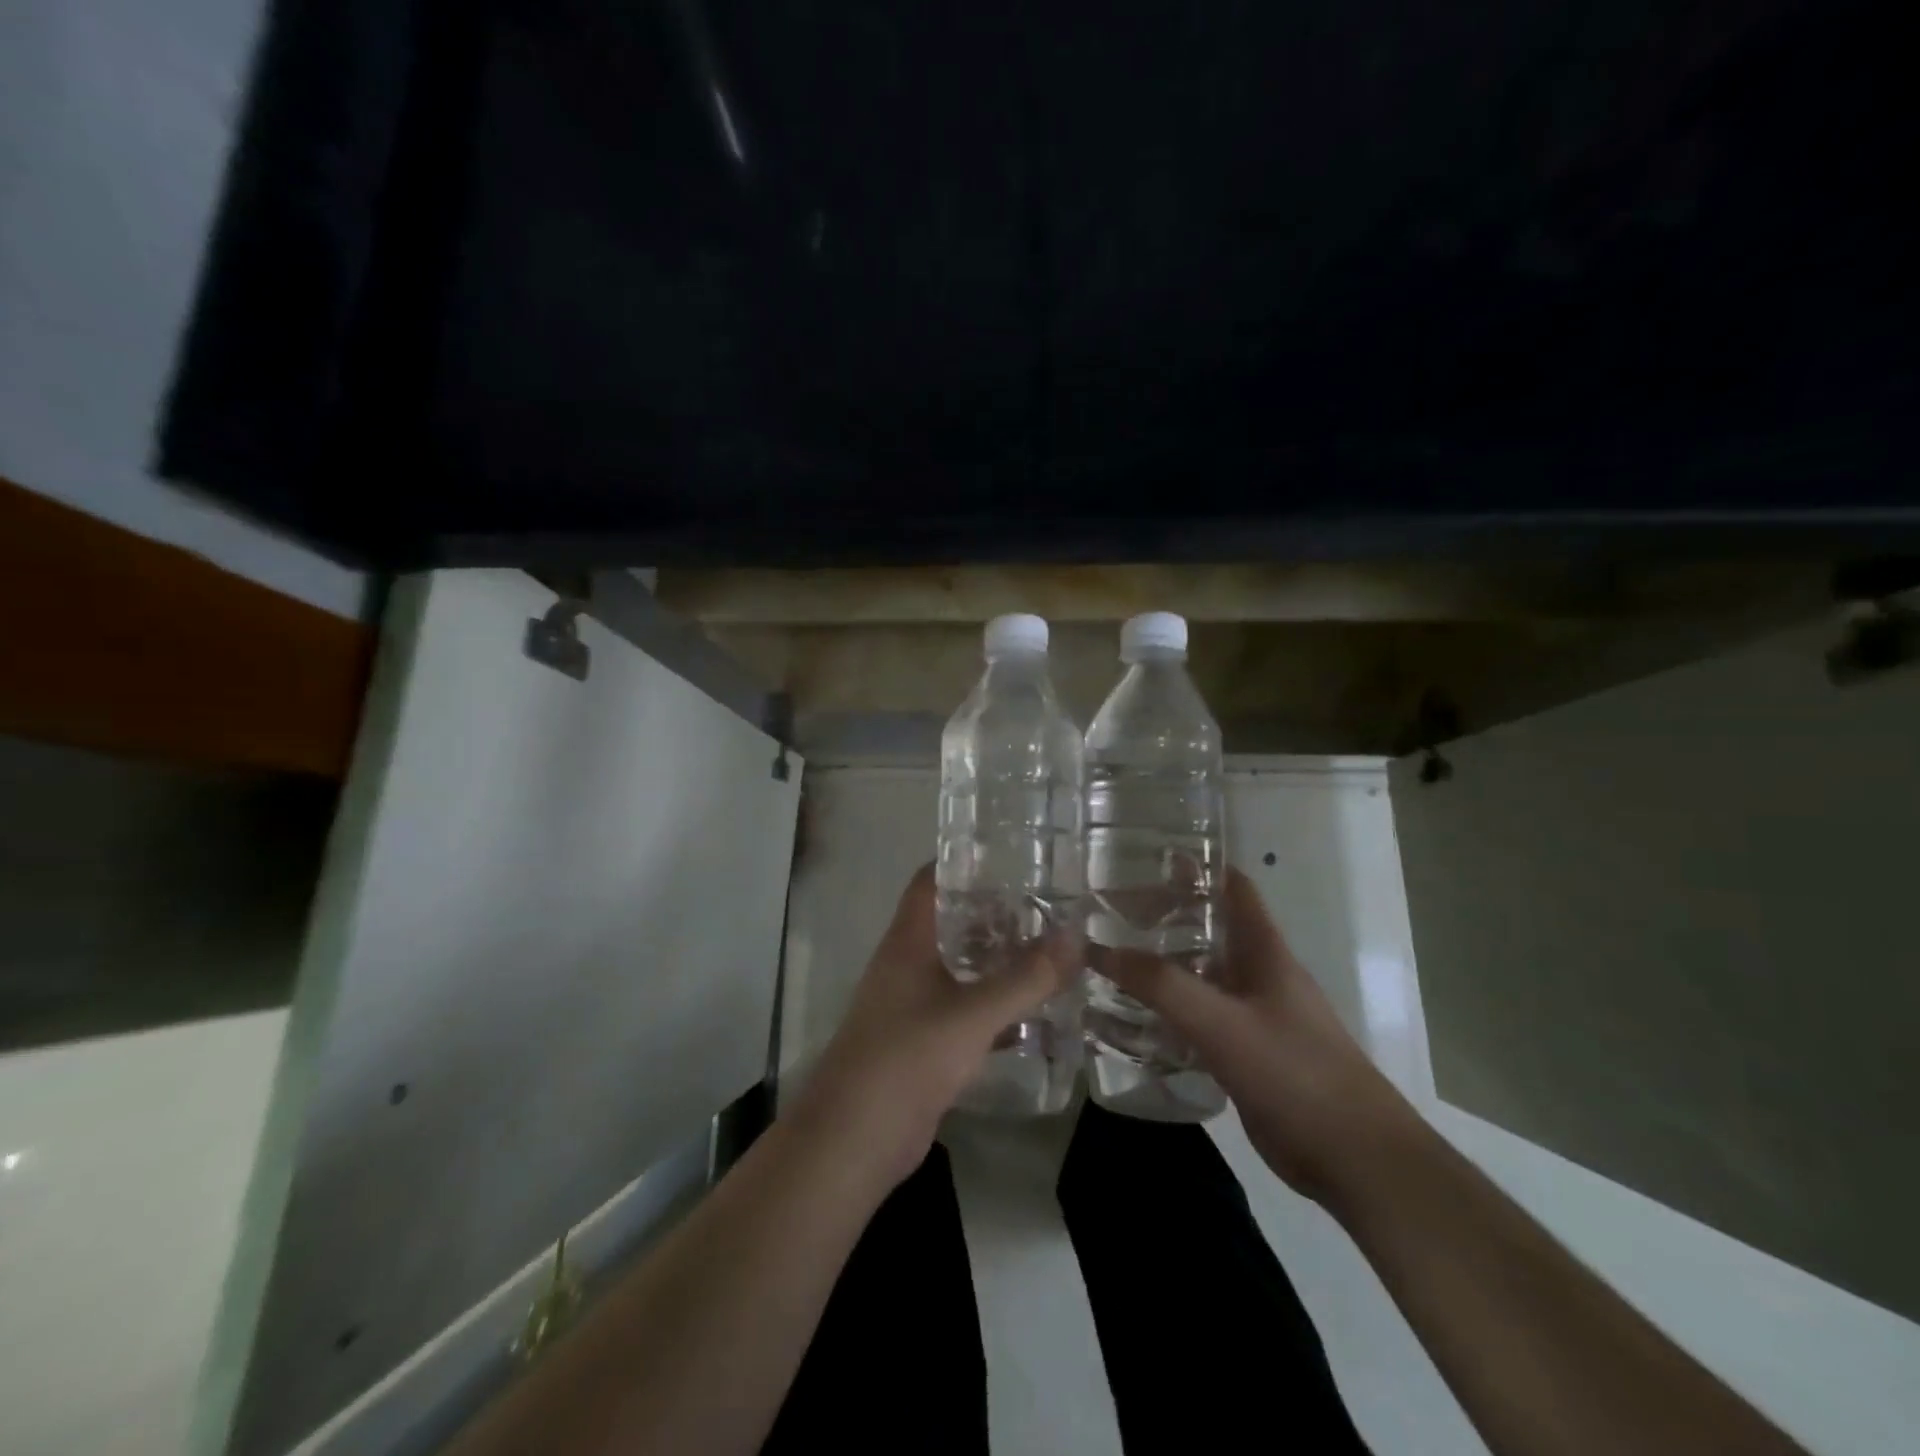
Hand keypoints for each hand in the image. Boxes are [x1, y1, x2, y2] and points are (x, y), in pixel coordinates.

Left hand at [791, 865, 1079, 1189]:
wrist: (855, 1140)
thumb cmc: (907, 1058)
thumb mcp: (973, 1015)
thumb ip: (1026, 978)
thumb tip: (1075, 937)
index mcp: (908, 941)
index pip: (931, 881)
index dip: (964, 862)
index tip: (1011, 855)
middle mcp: (907, 964)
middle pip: (951, 922)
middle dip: (995, 914)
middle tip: (1047, 905)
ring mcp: (912, 1004)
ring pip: (960, 968)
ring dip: (996, 961)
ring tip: (1049, 951)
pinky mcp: (922, 1043)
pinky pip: (963, 1011)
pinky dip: (994, 1007)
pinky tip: (1032, 1013)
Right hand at [1103, 867, 1410, 1202]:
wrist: (1355, 1158)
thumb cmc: (1296, 1073)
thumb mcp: (1221, 1023)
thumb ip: (1161, 985)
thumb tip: (1099, 949)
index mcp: (1264, 951)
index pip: (1232, 887)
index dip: (1196, 866)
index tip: (1145, 858)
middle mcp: (1259, 974)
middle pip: (1209, 928)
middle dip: (1164, 916)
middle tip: (1108, 913)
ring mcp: (1255, 1015)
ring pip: (1202, 974)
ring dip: (1163, 965)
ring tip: (1110, 959)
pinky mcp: (1247, 1053)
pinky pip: (1201, 1017)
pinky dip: (1169, 1010)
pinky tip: (1133, 1017)